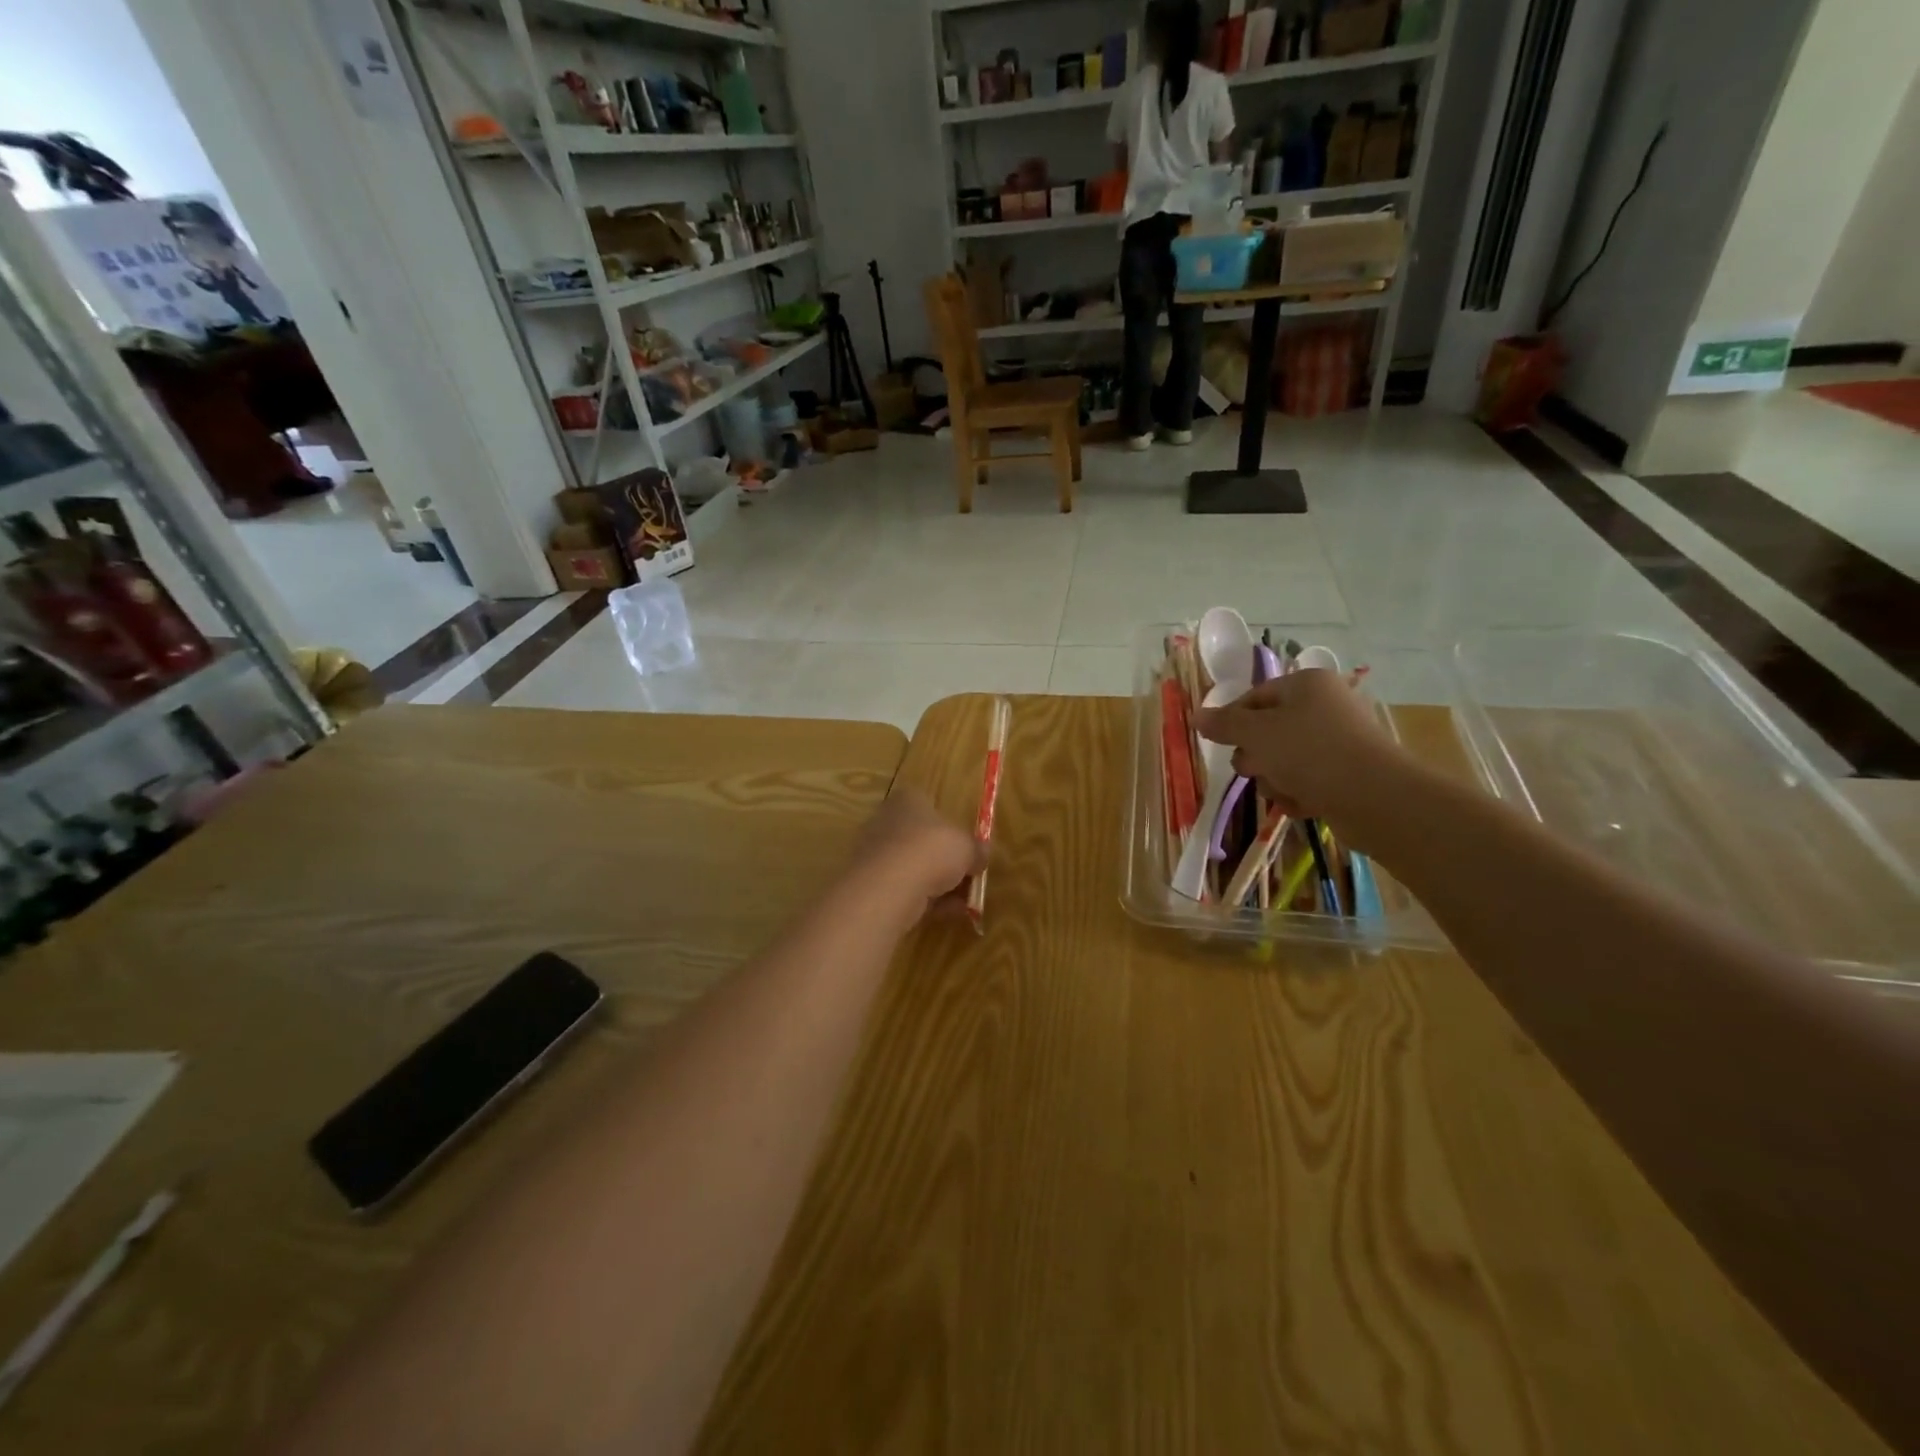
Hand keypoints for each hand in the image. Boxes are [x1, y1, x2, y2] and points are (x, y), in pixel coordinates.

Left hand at [847, 787, 984, 921]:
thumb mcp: (967, 847)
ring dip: (939, 886)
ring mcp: (875, 854)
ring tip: (963, 904)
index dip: (951, 829)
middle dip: (946, 863)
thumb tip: (981, 857)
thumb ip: (976, 850)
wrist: (889, 886)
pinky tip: (946, 914)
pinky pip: (904, 890)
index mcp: (907, 800)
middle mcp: (886, 822)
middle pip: (922, 842)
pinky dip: (924, 901)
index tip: (968, 850)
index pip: (929, 808)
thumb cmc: (931, 850)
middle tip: (968, 880)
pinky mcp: (870, 884)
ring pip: (914, 869)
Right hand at [1193, 669, 1410, 845]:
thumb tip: (1198, 716)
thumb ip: (1224, 723)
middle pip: (1268, 730)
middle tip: (1257, 768)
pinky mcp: (1348, 773)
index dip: (1232, 721)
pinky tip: (1302, 803)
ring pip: (1285, 759)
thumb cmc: (1309, 753)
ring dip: (1275, 779)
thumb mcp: (1255, 733)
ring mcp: (1339, 740)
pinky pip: (1308, 779)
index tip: (1220, 743)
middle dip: (1256, 756)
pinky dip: (1299, 793)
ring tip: (1284, 790)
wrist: (1374, 797)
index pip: (1254, 697)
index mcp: (1306, 684)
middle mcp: (1325, 706)